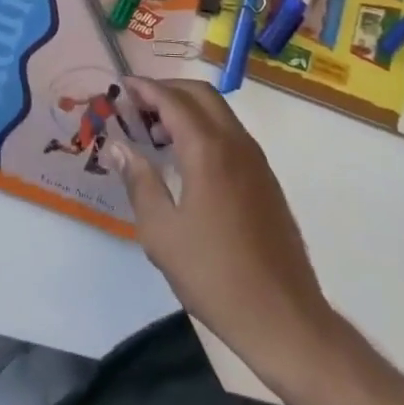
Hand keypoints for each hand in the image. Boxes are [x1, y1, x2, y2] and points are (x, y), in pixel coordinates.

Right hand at [109, 77, 336, 383]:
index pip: (172, 100)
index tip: (122, 86)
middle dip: (168, 90)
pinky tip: (187, 159)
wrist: (284, 318)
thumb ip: (139, 182)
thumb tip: (119, 147)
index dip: (145, 88)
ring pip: (219, 112)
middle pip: (201, 94)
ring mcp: (256, 161)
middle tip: (138, 105)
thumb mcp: (162, 233)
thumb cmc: (214, 276)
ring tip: (157, 132)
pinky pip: (231, 134)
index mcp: (208, 150)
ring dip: (188, 108)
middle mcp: (236, 143)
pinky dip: (205, 128)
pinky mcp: (266, 180)